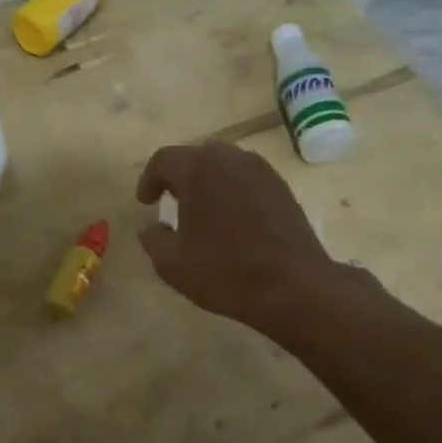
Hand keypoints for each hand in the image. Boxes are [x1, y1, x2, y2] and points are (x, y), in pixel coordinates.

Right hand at [135, 141, 360, 333]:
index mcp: (198, 170)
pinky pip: (245, 177)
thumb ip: (153, 239)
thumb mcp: (172, 264)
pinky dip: (231, 189)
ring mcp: (261, 171)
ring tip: (201, 210)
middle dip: (179, 176)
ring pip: (224, 164)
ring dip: (207, 181)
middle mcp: (230, 159)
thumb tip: (151, 227)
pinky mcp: (281, 187)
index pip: (164, 160)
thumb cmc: (226, 272)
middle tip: (171, 202)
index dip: (149, 180)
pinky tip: (230, 219)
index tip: (146, 203)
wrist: (295, 287)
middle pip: (196, 156)